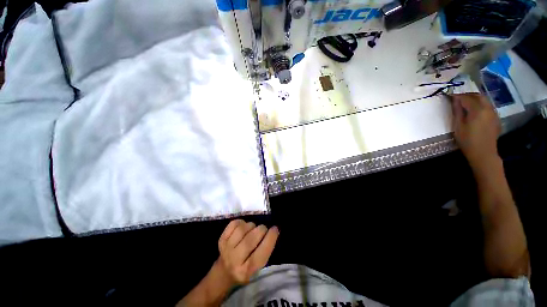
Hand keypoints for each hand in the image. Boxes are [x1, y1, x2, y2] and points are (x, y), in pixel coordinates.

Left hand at [217, 220, 278, 283]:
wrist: (223, 273)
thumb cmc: (245, 269)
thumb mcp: (258, 268)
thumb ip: (265, 250)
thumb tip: (274, 230)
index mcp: (247, 271)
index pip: (262, 252)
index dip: (270, 238)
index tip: (275, 229)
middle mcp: (235, 261)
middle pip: (251, 239)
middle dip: (261, 229)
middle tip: (264, 229)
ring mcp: (226, 249)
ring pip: (242, 229)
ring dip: (251, 225)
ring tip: (253, 229)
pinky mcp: (221, 240)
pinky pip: (233, 224)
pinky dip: (241, 222)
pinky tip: (243, 226)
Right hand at [451, 93, 500, 168]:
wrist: (483, 153)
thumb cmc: (467, 140)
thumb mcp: (458, 126)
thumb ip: (457, 111)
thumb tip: (454, 100)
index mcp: (477, 110)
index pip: (466, 98)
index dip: (457, 96)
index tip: (449, 95)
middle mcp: (488, 108)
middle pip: (478, 96)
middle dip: (468, 95)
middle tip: (458, 97)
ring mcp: (494, 113)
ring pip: (484, 100)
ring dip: (475, 99)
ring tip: (466, 102)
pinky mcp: (496, 118)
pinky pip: (488, 106)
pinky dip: (481, 104)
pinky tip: (475, 110)